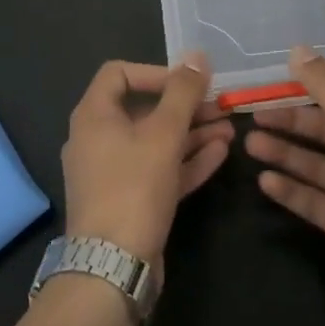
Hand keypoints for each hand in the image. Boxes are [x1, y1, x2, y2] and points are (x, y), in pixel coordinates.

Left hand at [61, 54, 232, 261]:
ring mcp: (112, 173)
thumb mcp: (163, 135)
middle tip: (221, 106)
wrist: (112, 269)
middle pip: (144, 109)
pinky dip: (185, 160)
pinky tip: (220, 153)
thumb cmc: (133, 188)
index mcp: (93, 116)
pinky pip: (158, 170)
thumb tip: (197, 56)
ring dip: (192, 133)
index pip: (119, 73)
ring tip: (231, 129)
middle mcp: (98, 139)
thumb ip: (183, 93)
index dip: (156, 72)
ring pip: (155, 142)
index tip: (188, 83)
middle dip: (185, 106)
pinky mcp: (129, 201)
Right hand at [246, 46, 324, 325]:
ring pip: (314, 163)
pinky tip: (263, 181)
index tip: (278, 67)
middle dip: (290, 118)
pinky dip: (290, 190)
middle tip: (252, 110)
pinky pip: (312, 200)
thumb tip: (296, 49)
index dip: (316, 80)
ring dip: (284, 151)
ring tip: (249, 142)